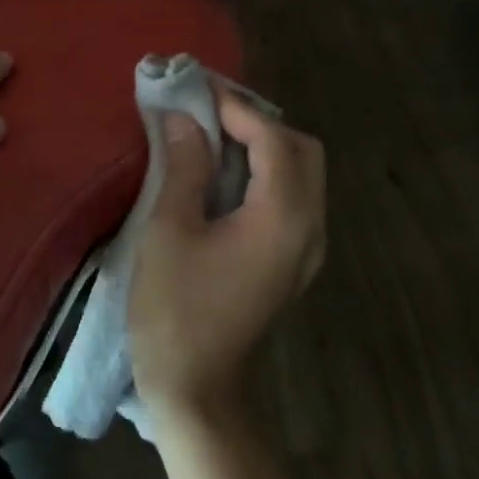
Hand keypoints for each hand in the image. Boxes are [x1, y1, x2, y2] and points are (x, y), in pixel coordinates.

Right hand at [128, 88, 325, 420]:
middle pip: (302, 151)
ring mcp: (306, 249)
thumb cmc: (175, 310)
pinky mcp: (292, 263)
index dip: (236, 106)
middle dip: (259, 122)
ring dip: (265, 147)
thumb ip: (184, 166)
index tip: (197, 88)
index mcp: (282, 217)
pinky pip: (292, 200)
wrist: (197, 390)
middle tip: (210, 113)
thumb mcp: (169, 231)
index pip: (272, 138)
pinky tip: (226, 177)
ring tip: (214, 136)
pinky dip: (266, 175)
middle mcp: (308, 228)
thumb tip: (183, 118)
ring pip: (302, 175)